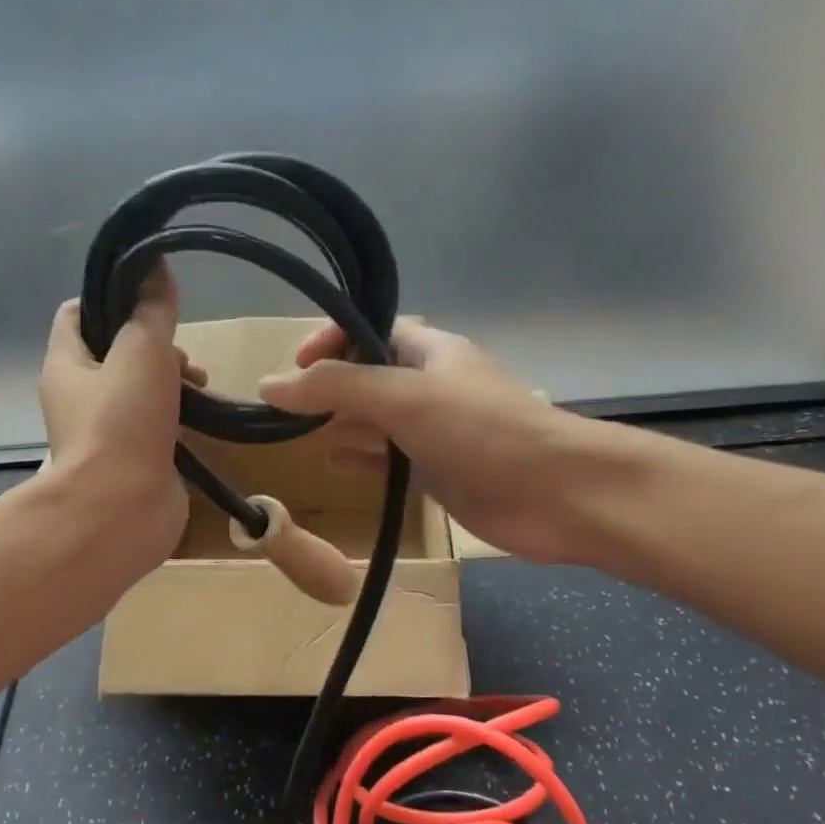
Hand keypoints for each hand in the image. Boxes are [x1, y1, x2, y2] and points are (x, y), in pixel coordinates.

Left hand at [38, 267, 203, 568]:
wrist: (122, 511)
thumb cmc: (122, 423)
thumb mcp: (141, 350)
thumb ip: (151, 309)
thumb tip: (155, 264)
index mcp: (66, 364)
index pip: (78, 314)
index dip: (110, 297)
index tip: (148, 297)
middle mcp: (79, 395)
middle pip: (116, 350)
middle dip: (153, 344)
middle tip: (181, 355)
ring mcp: (106, 430)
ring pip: (140, 387)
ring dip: (171, 379)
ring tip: (199, 384)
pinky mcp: (134, 458)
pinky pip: (156, 422)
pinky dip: (177, 414)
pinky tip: (201, 416)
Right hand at [258, 320, 641, 565]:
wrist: (556, 494)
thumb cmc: (481, 430)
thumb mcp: (402, 396)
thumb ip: (335, 388)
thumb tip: (269, 384)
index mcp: (430, 350)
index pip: (370, 329)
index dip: (331, 339)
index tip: (295, 366)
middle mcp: (430, 385)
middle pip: (368, 376)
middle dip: (330, 388)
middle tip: (288, 410)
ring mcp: (435, 431)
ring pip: (376, 421)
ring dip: (342, 425)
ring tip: (301, 437)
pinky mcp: (439, 472)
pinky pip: (390, 459)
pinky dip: (362, 459)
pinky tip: (336, 465)